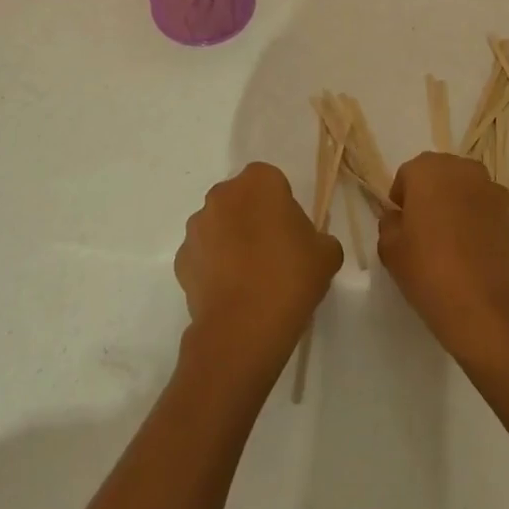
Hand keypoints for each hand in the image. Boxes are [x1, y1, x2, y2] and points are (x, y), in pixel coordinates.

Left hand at [175, 163, 342, 373]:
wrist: (244, 327)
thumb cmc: (290, 277)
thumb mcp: (326, 254)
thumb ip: (319, 239)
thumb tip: (309, 245)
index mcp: (259, 182)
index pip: (271, 181)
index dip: (281, 205)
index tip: (291, 232)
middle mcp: (222, 195)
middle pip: (241, 200)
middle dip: (253, 218)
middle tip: (272, 252)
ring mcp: (197, 227)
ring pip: (218, 225)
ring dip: (230, 241)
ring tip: (250, 278)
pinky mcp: (181, 259)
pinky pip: (202, 256)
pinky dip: (213, 267)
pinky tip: (231, 293)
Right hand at [377, 152, 508, 372]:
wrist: (488, 310)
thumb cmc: (430, 272)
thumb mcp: (390, 250)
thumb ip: (389, 225)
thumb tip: (398, 218)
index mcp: (429, 170)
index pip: (408, 174)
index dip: (401, 200)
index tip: (401, 227)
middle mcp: (464, 171)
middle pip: (440, 176)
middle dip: (431, 197)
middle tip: (424, 232)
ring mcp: (494, 193)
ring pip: (467, 192)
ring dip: (457, 208)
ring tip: (451, 245)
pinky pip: (488, 213)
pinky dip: (479, 224)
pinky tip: (474, 256)